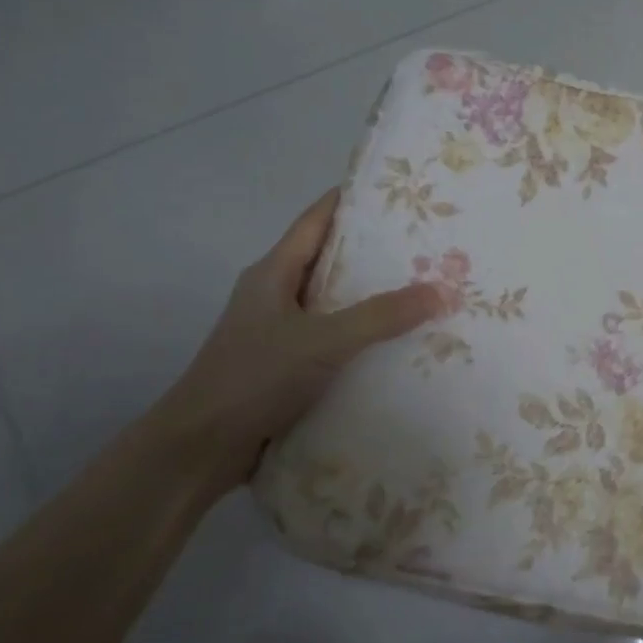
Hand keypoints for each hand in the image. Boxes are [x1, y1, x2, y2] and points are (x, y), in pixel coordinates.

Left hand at [152, 190, 443, 493]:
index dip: (353, 199)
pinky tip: (397, 344)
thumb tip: (442, 290)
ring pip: (334, 302)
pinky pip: (333, 338)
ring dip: (372, 298)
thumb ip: (381, 316)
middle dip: (376, 252)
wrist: (200, 449)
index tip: (400, 193)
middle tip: (429, 245)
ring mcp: (280, 332)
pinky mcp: (287, 366)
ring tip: (425, 291)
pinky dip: (363, 337)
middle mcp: (275, 294)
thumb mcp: (322, 341)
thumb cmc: (254, 378)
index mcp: (273, 272)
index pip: (317, 218)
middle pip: (330, 259)